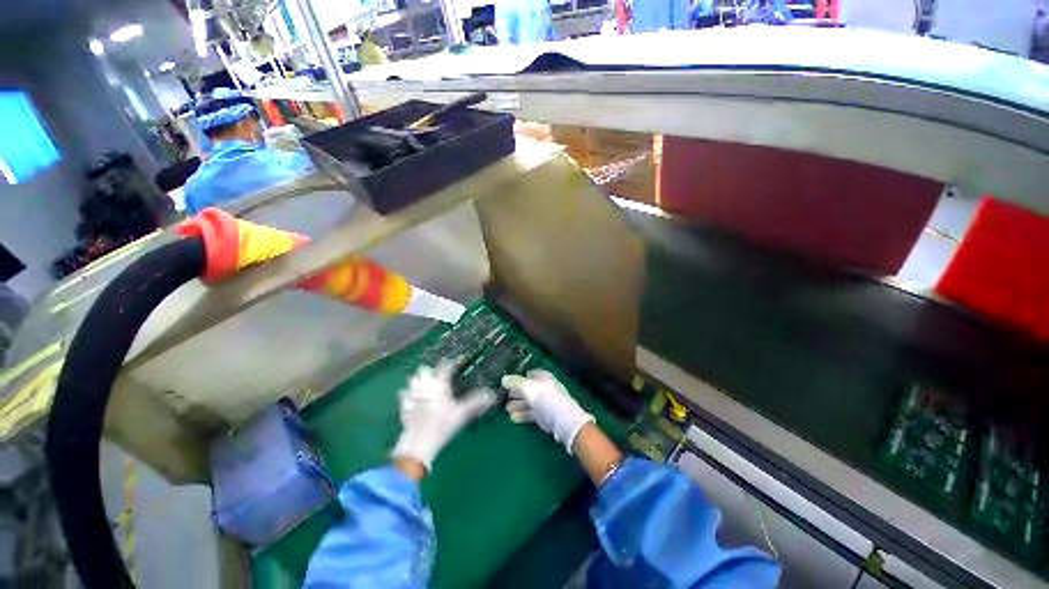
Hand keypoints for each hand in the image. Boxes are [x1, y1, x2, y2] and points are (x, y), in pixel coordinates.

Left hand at [392, 364, 494, 472]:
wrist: (418, 444)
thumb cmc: (442, 427)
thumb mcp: (462, 414)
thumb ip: (476, 402)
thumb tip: (492, 394)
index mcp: (439, 386)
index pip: (443, 368)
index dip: (447, 362)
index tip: (450, 361)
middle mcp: (425, 387)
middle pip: (424, 371)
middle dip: (429, 370)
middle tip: (436, 375)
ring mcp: (412, 396)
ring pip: (412, 380)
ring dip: (417, 380)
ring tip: (424, 384)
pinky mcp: (404, 407)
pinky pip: (404, 395)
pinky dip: (407, 394)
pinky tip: (411, 398)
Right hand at [502, 370, 594, 454]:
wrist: (565, 422)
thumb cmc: (546, 400)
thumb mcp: (529, 388)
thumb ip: (516, 382)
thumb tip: (504, 379)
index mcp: (543, 377)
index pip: (529, 374)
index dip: (518, 378)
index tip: (507, 384)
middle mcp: (545, 387)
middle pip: (528, 388)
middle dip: (516, 392)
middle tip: (504, 397)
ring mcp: (546, 402)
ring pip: (529, 401)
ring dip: (517, 405)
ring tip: (506, 410)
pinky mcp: (546, 416)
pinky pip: (532, 413)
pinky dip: (523, 414)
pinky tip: (513, 418)